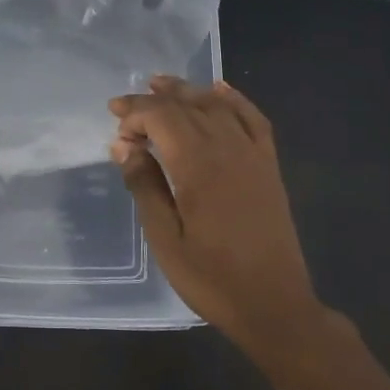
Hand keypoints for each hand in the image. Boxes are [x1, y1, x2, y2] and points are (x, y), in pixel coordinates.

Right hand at [109, 76, 323, 348]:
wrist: (275, 305)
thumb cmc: (212, 278)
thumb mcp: (165, 238)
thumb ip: (144, 186)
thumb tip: (124, 146)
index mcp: (198, 167)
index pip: (162, 118)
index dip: (135, 113)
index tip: (114, 124)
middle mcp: (228, 150)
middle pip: (188, 107)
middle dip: (153, 101)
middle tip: (125, 107)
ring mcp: (253, 155)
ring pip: (218, 106)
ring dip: (188, 92)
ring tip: (161, 85)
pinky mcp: (269, 166)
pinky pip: (253, 119)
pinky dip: (235, 100)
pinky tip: (219, 89)